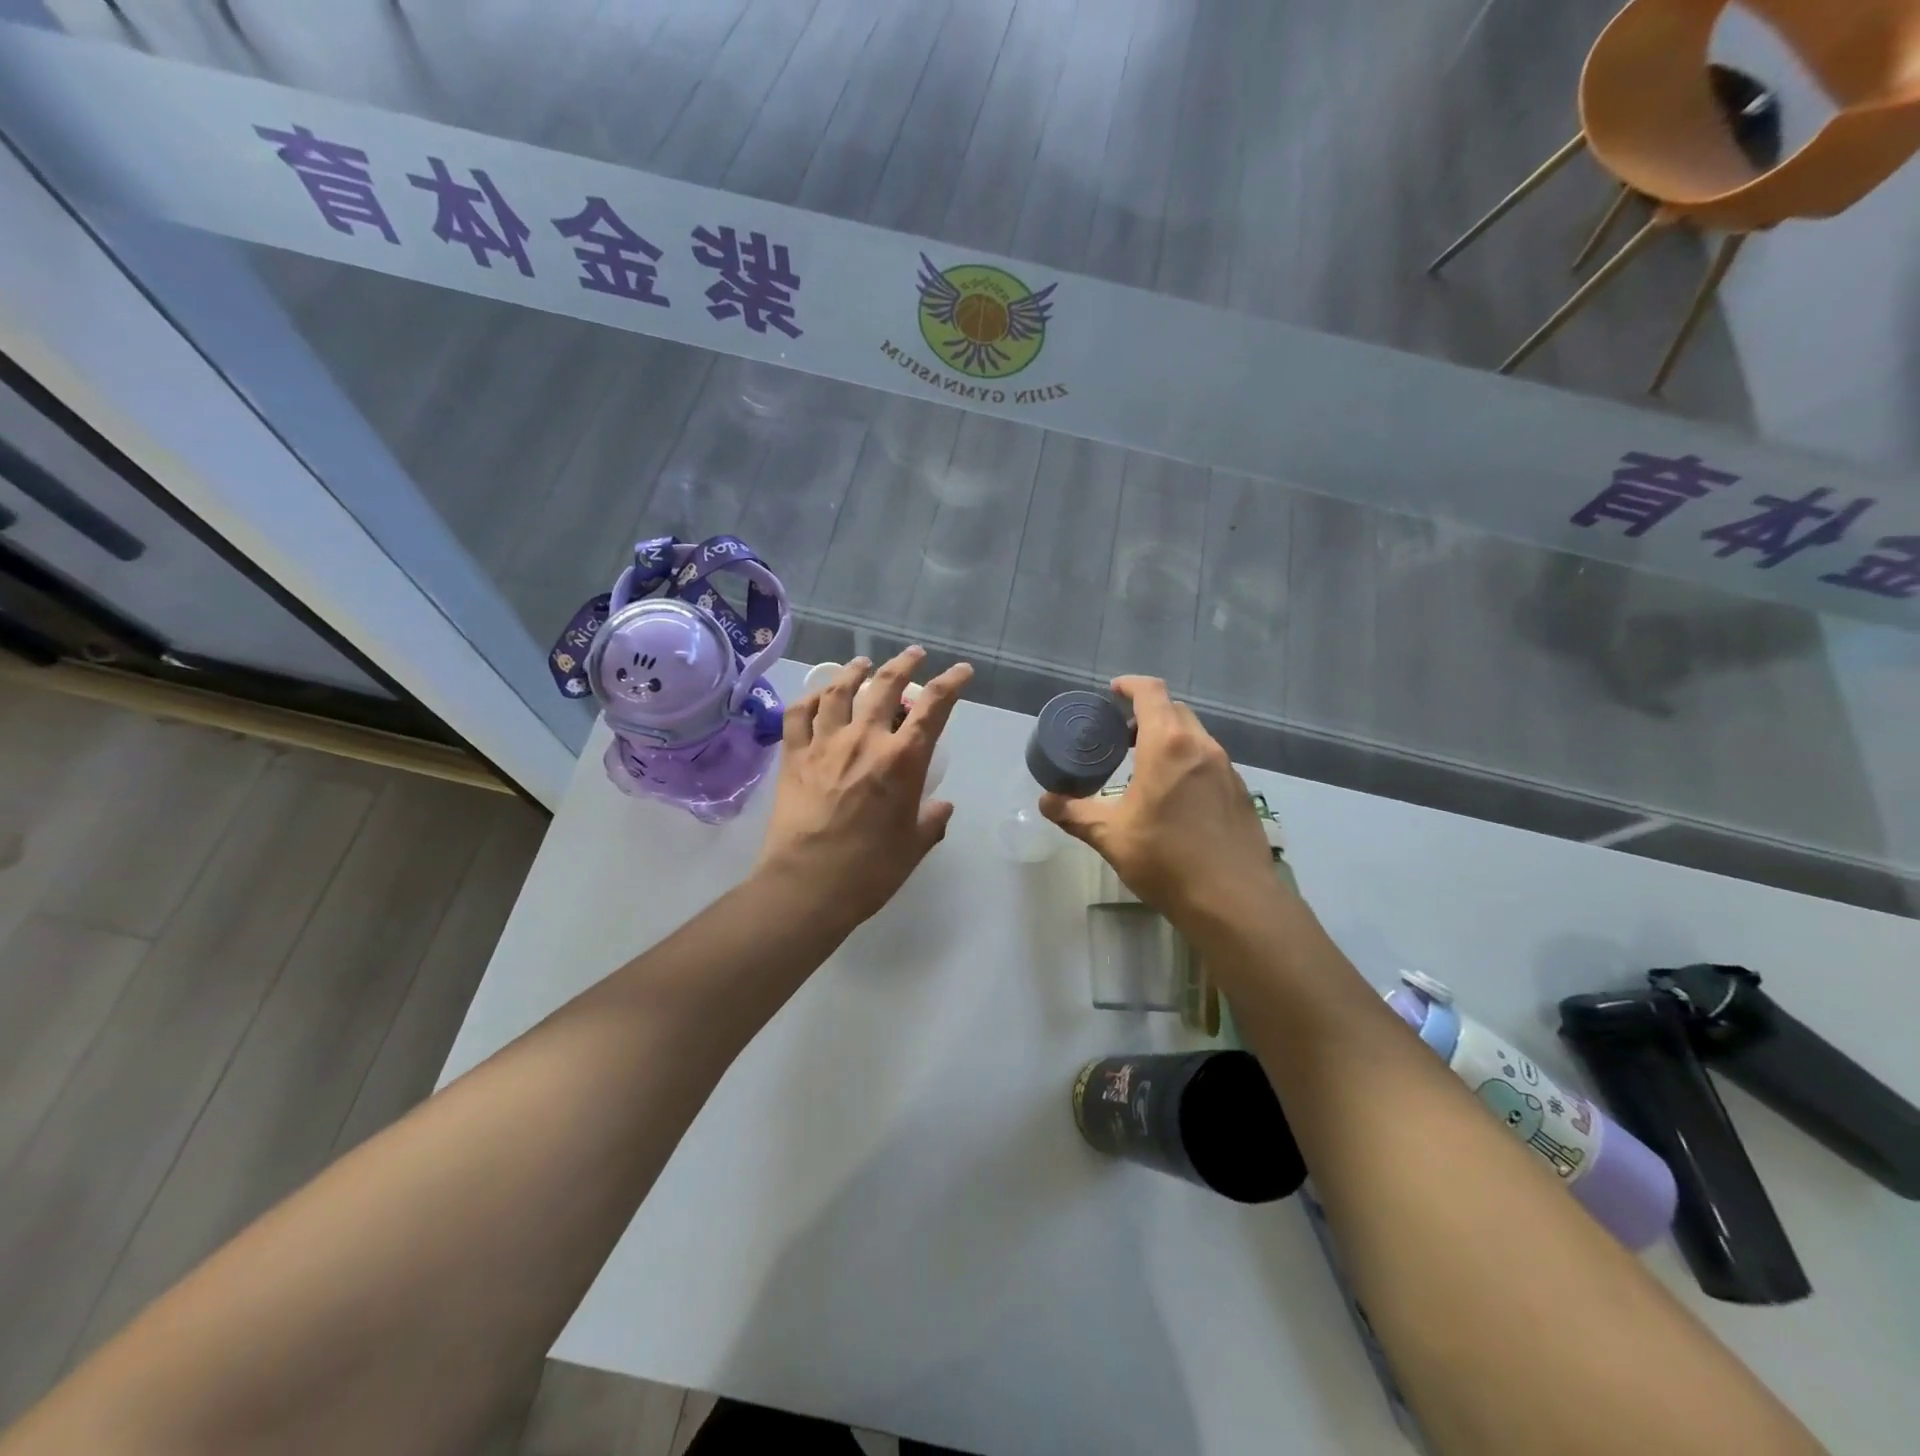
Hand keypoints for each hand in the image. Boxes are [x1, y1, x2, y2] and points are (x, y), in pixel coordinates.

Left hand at [757, 648, 972, 931]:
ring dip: (854, 672)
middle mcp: (864, 740)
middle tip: (914, 655)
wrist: (807, 885)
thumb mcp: (913, 846)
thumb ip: (931, 821)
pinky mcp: (793, 757)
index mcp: (902, 760)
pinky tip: (818, 695)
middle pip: (885, 686)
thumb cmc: (869, 870)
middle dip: (904, 664)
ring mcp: (824, 744)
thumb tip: (942, 806)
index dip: (951, 683)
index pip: (933, 707)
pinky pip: (799, 714)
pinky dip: (810, 698)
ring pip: (839, 691)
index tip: (961, 671)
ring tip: (862, 664)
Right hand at [1039, 677, 1276, 924]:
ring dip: (1170, 739)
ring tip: (1146, 767)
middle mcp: (1202, 747)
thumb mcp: (1110, 836)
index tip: (1113, 691)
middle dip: (1148, 714)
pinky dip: (1189, 763)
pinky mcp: (1241, 792)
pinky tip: (1176, 797)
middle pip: (1175, 711)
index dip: (1130, 685)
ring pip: (1196, 737)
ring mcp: (1227, 769)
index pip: (1151, 693)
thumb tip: (1046, 802)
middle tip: (1123, 736)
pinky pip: (1210, 762)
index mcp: (1169, 745)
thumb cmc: (1166, 860)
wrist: (1234, 902)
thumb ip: (1075, 814)